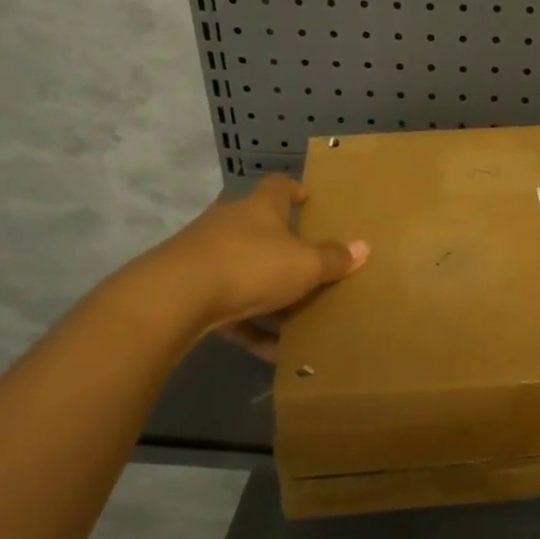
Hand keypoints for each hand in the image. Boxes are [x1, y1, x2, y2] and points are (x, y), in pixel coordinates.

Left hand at [111, 176, 366, 356]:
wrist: (176, 297)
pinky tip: (273, 352)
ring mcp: (205, 256)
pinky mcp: (190, 289)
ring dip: (268, 293)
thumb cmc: (251, 265)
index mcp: (260, 208)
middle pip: (260, 229)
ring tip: (297, 317)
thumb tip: (363, 247)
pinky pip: (230, 308)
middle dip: (283, 247)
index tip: (308, 198)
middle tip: (310, 264)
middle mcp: (230, 224)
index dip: (295, 190)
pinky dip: (251, 326)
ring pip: (244, 270)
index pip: (279, 187)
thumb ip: (333, 259)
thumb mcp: (304, 265)